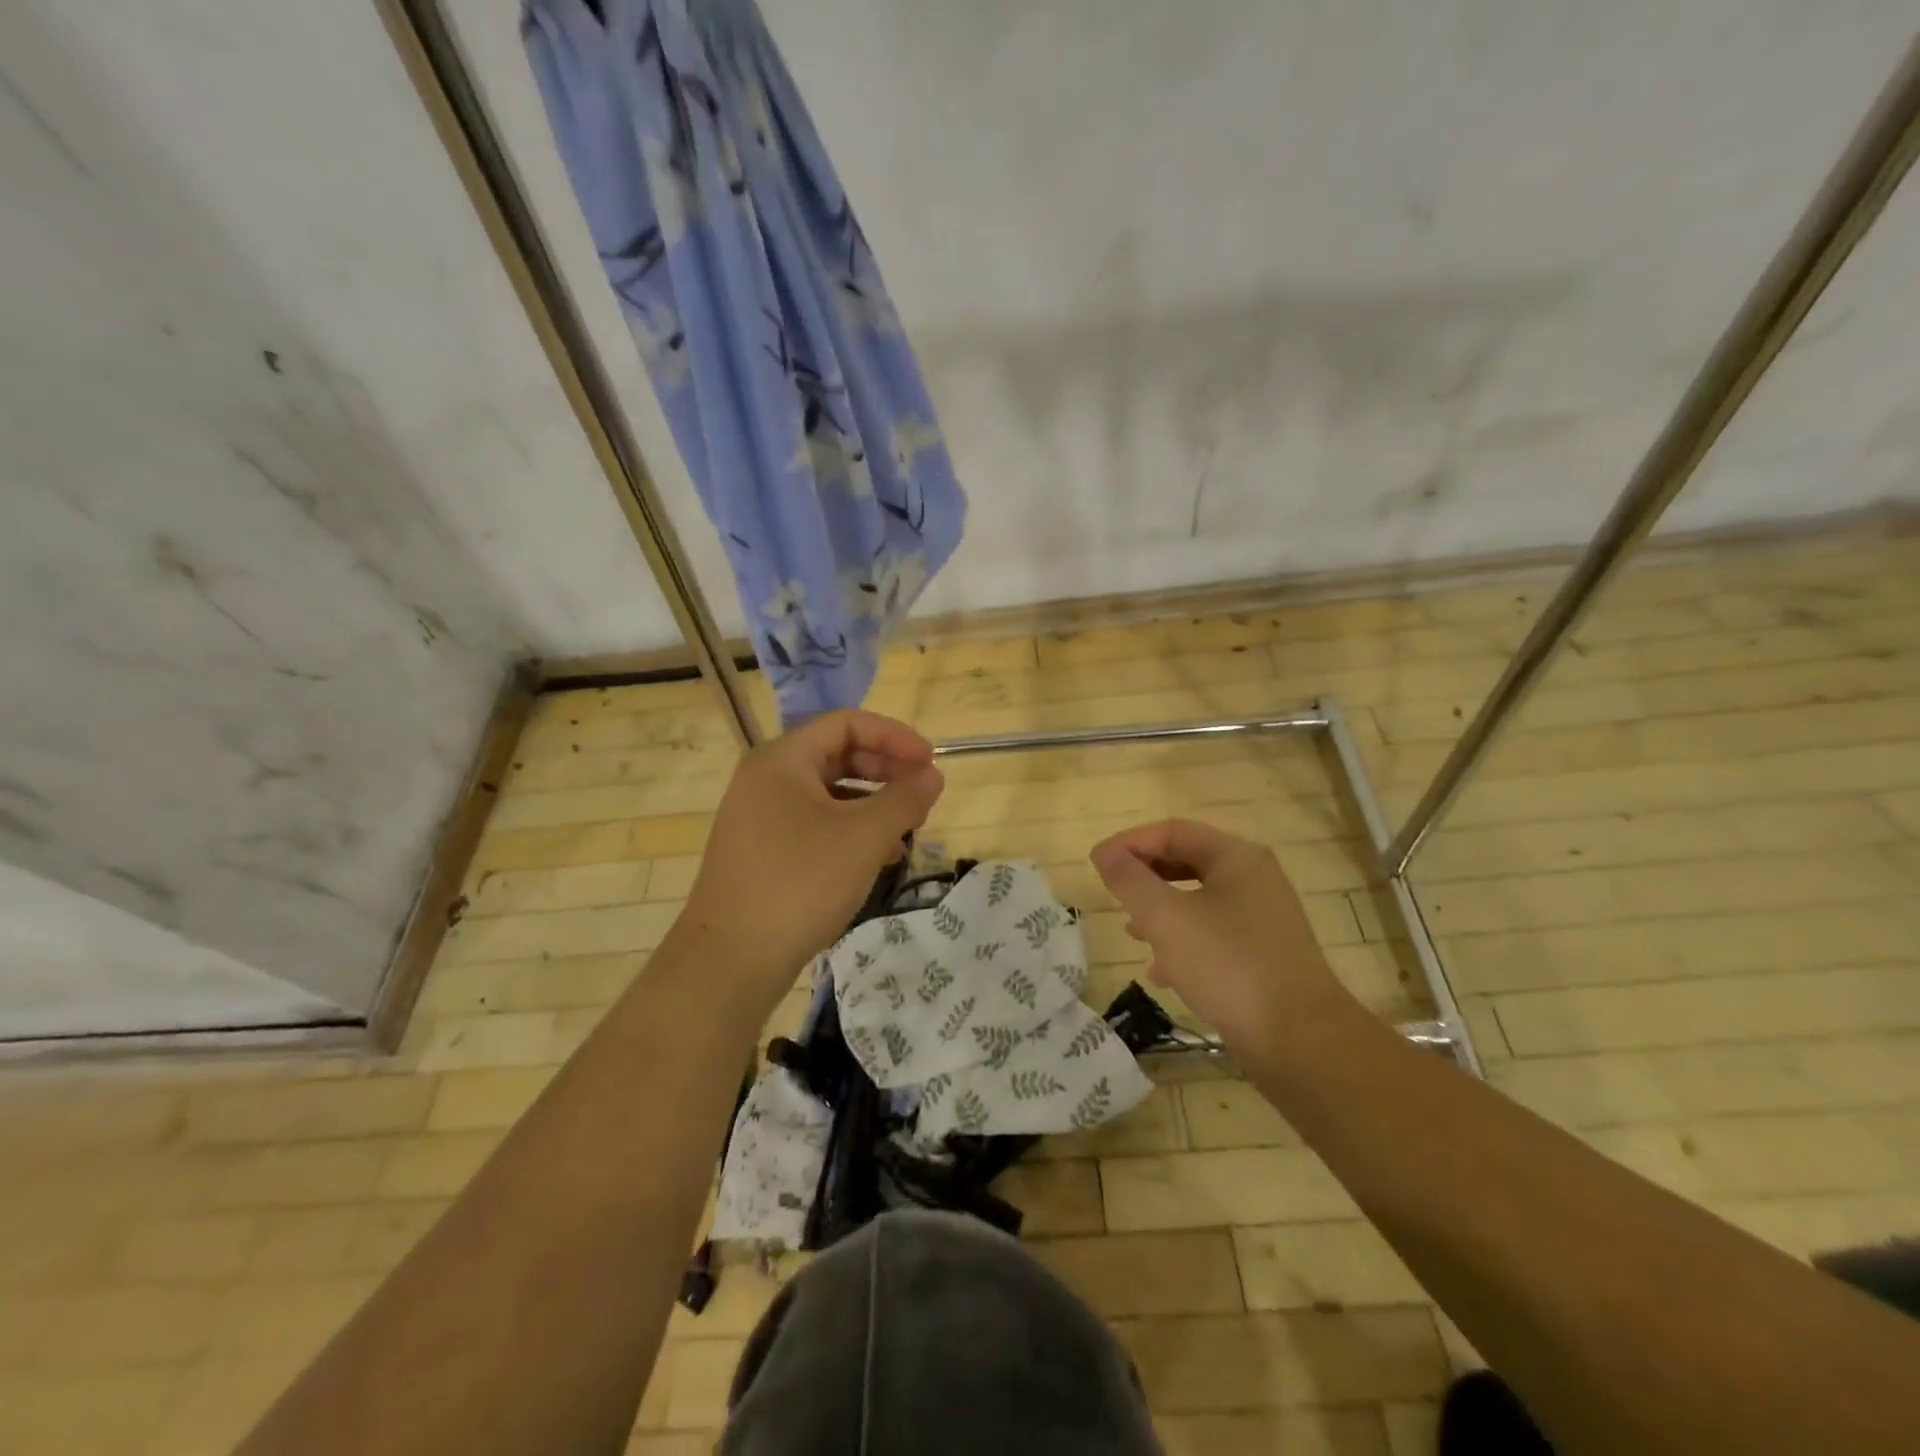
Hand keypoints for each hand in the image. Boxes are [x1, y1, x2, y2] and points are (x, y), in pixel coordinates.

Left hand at [675, 710, 943, 1015]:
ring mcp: (759, 817)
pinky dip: (850, 830)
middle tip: (923, 793)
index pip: (846, 723)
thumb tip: (933, 776)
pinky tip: (878, 858)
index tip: (931, 762)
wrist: (730, 961)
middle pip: (836, 754)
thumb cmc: (799, 884)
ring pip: (828, 793)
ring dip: (872, 803)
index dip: (894, 736)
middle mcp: (766, 779)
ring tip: (908, 828)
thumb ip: (904, 799)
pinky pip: (814, 823)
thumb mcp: (863, 838)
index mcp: (783, 760)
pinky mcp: (761, 851)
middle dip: (886, 769)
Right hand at [1090, 819, 1358, 1054]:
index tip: (1097, 864)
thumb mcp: (1166, 918)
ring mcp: (1262, 918)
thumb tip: (1105, 852)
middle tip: (1113, 894)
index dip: (1130, 842)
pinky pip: (1213, 934)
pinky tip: (1163, 973)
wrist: (1301, 1042)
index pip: (1173, 831)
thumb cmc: (1228, 966)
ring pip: (1198, 900)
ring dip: (1160, 911)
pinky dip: (1182, 942)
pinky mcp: (1263, 954)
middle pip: (1187, 861)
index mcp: (1236, 858)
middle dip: (1145, 877)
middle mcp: (1254, 879)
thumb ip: (1130, 880)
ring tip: (1131, 933)